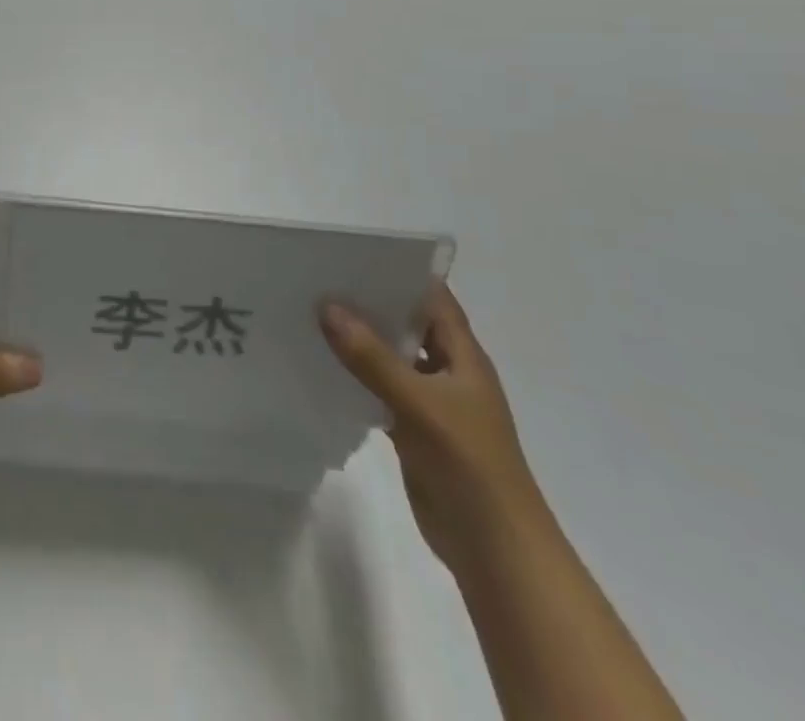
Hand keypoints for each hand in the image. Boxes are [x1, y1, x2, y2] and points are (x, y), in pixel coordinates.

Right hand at [320, 285, 549, 575]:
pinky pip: (378, 391)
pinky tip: (319, 367)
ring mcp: (430, 403)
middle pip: (406, 324)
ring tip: (309, 315)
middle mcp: (447, 372)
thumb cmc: (470, 465)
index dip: (399, 273)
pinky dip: (354, 377)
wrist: (495, 550)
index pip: (433, 299)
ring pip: (389, 358)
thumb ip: (372, 357)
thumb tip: (326, 305)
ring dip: (358, 341)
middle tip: (317, 279)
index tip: (352, 254)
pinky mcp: (412, 431)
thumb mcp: (420, 404)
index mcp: (463, 357)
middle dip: (369, 302)